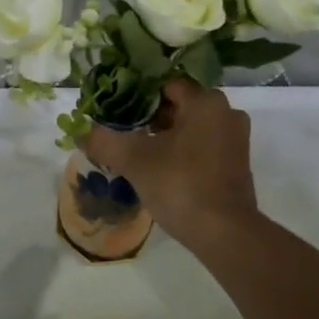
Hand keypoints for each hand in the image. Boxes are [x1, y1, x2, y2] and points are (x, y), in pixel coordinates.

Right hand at [81, 78, 258, 247]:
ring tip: (137, 153)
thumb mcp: (134, 160)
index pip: (164, 85)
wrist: (225, 234)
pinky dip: (182, 151)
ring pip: (191, 126)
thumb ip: (104, 140)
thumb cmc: (180, 184)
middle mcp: (226, 112)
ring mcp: (235, 138)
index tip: (116, 112)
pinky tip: (161, 169)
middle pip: (178, 105)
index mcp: (205, 101)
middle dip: (149, 118)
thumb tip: (81, 132)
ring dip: (165, 136)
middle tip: (122, 133)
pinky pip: (203, 145)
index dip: (136, 96)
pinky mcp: (237, 163)